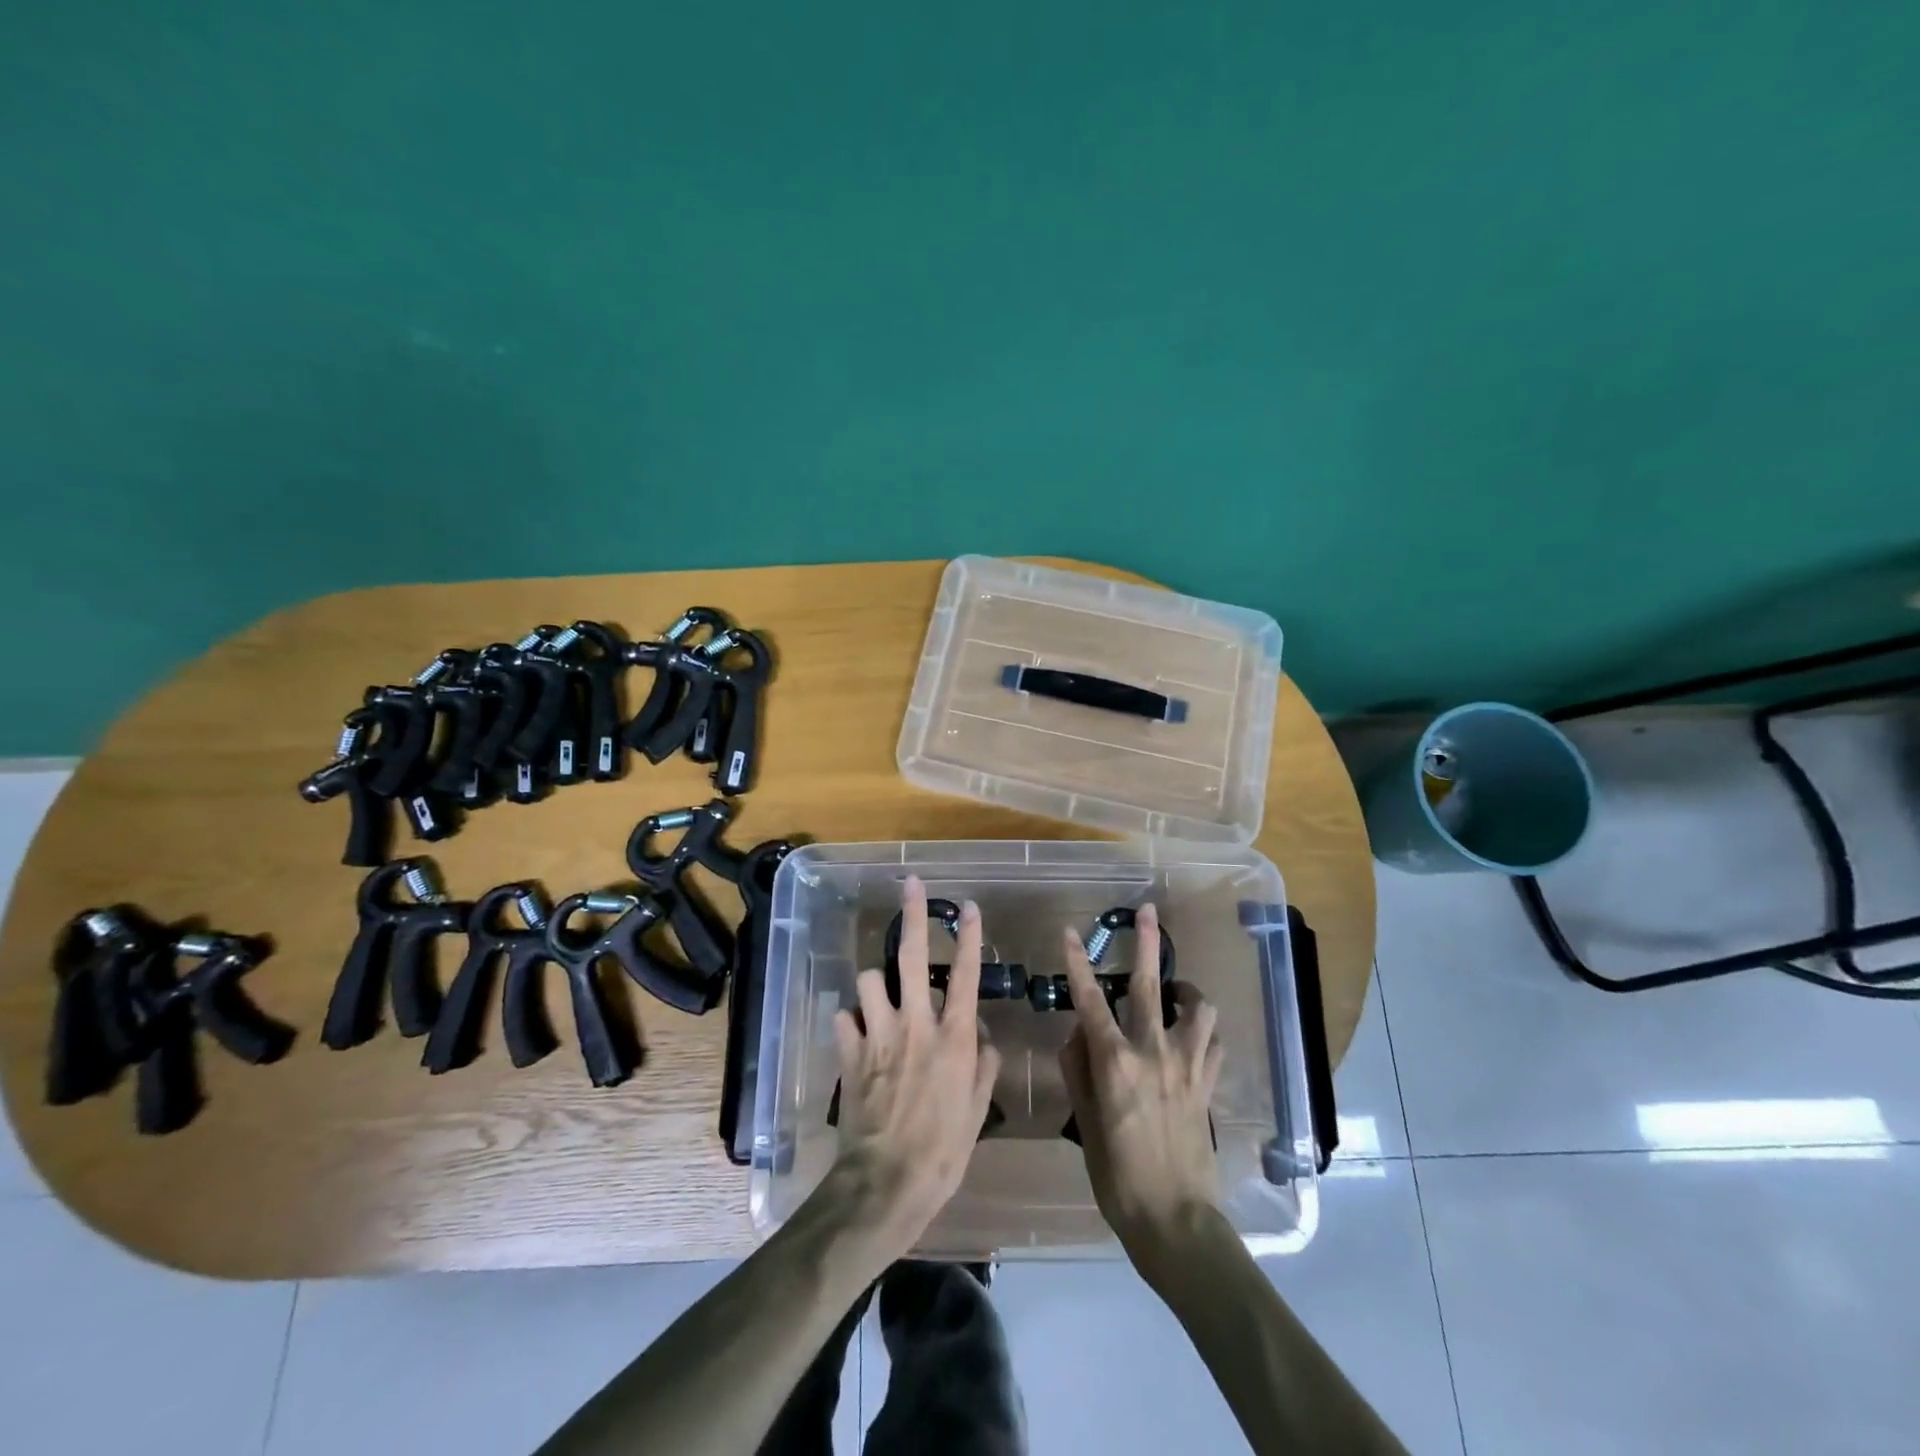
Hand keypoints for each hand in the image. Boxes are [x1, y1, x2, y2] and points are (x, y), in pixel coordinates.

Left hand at [827, 875, 1001, 1259]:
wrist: (888, 1182)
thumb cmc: (944, 1149)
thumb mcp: (978, 1109)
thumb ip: (983, 1065)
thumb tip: (981, 1036)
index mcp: (953, 1036)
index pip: (964, 974)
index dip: (967, 936)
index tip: (967, 906)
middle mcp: (915, 1024)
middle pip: (910, 956)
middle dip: (912, 915)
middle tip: (911, 885)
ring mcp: (878, 1035)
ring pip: (868, 979)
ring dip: (874, 984)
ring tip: (880, 998)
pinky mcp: (849, 1052)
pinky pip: (843, 1018)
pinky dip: (850, 1021)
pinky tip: (856, 1034)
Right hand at [1057, 904, 1223, 1263]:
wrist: (1175, 1221)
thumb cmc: (1117, 1176)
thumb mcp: (1085, 1123)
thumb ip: (1079, 1070)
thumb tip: (1078, 1034)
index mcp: (1115, 1062)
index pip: (1090, 1000)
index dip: (1078, 963)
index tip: (1070, 933)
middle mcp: (1153, 1052)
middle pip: (1151, 986)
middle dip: (1146, 944)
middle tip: (1147, 912)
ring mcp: (1187, 1066)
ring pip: (1197, 1008)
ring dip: (1187, 990)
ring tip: (1177, 990)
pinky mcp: (1208, 1084)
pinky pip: (1213, 1043)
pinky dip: (1204, 1030)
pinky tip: (1195, 1034)